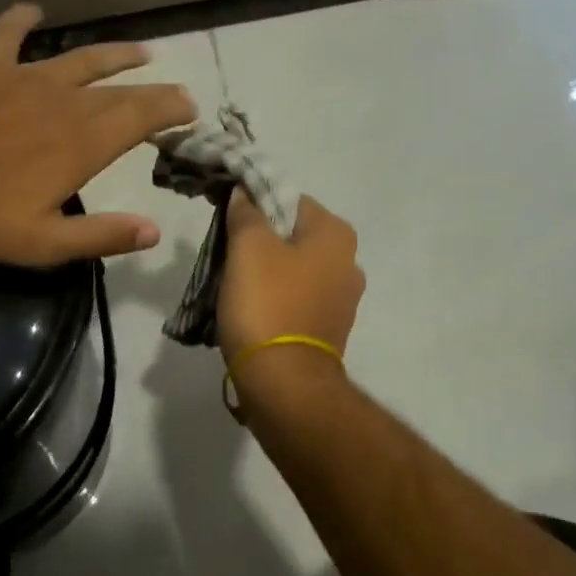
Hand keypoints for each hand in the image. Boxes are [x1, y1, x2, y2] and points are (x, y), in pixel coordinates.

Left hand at [0, 3, 195, 265]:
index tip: (191, 109)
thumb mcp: (40, 243)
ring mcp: (23, 77)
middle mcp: (63, 101)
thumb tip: (153, 231)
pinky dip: (23, 20)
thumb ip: (100, 236)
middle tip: (175, 89)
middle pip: (120, 89)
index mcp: (81, 143)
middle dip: (153, 90)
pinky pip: (9, 34)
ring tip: (141, 50)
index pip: (141, 118)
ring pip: (81, 58)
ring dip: (113, 54)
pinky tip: (34, 10)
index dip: (171, 111)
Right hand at [218, 190, 364, 361]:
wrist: (284, 382)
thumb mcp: (248, 248)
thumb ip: (246, 213)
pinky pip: (297, 300)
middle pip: (293, 236)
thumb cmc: (267, 304)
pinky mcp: (329, 330)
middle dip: (260, 241)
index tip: (228, 221)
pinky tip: (251, 311)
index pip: (290, 200)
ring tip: (234, 286)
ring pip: (294, 270)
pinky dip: (276, 300)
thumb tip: (245, 193)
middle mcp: (349, 262)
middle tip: (227, 254)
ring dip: (266, 273)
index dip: (256, 205)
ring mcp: (342, 300)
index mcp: (336, 234)